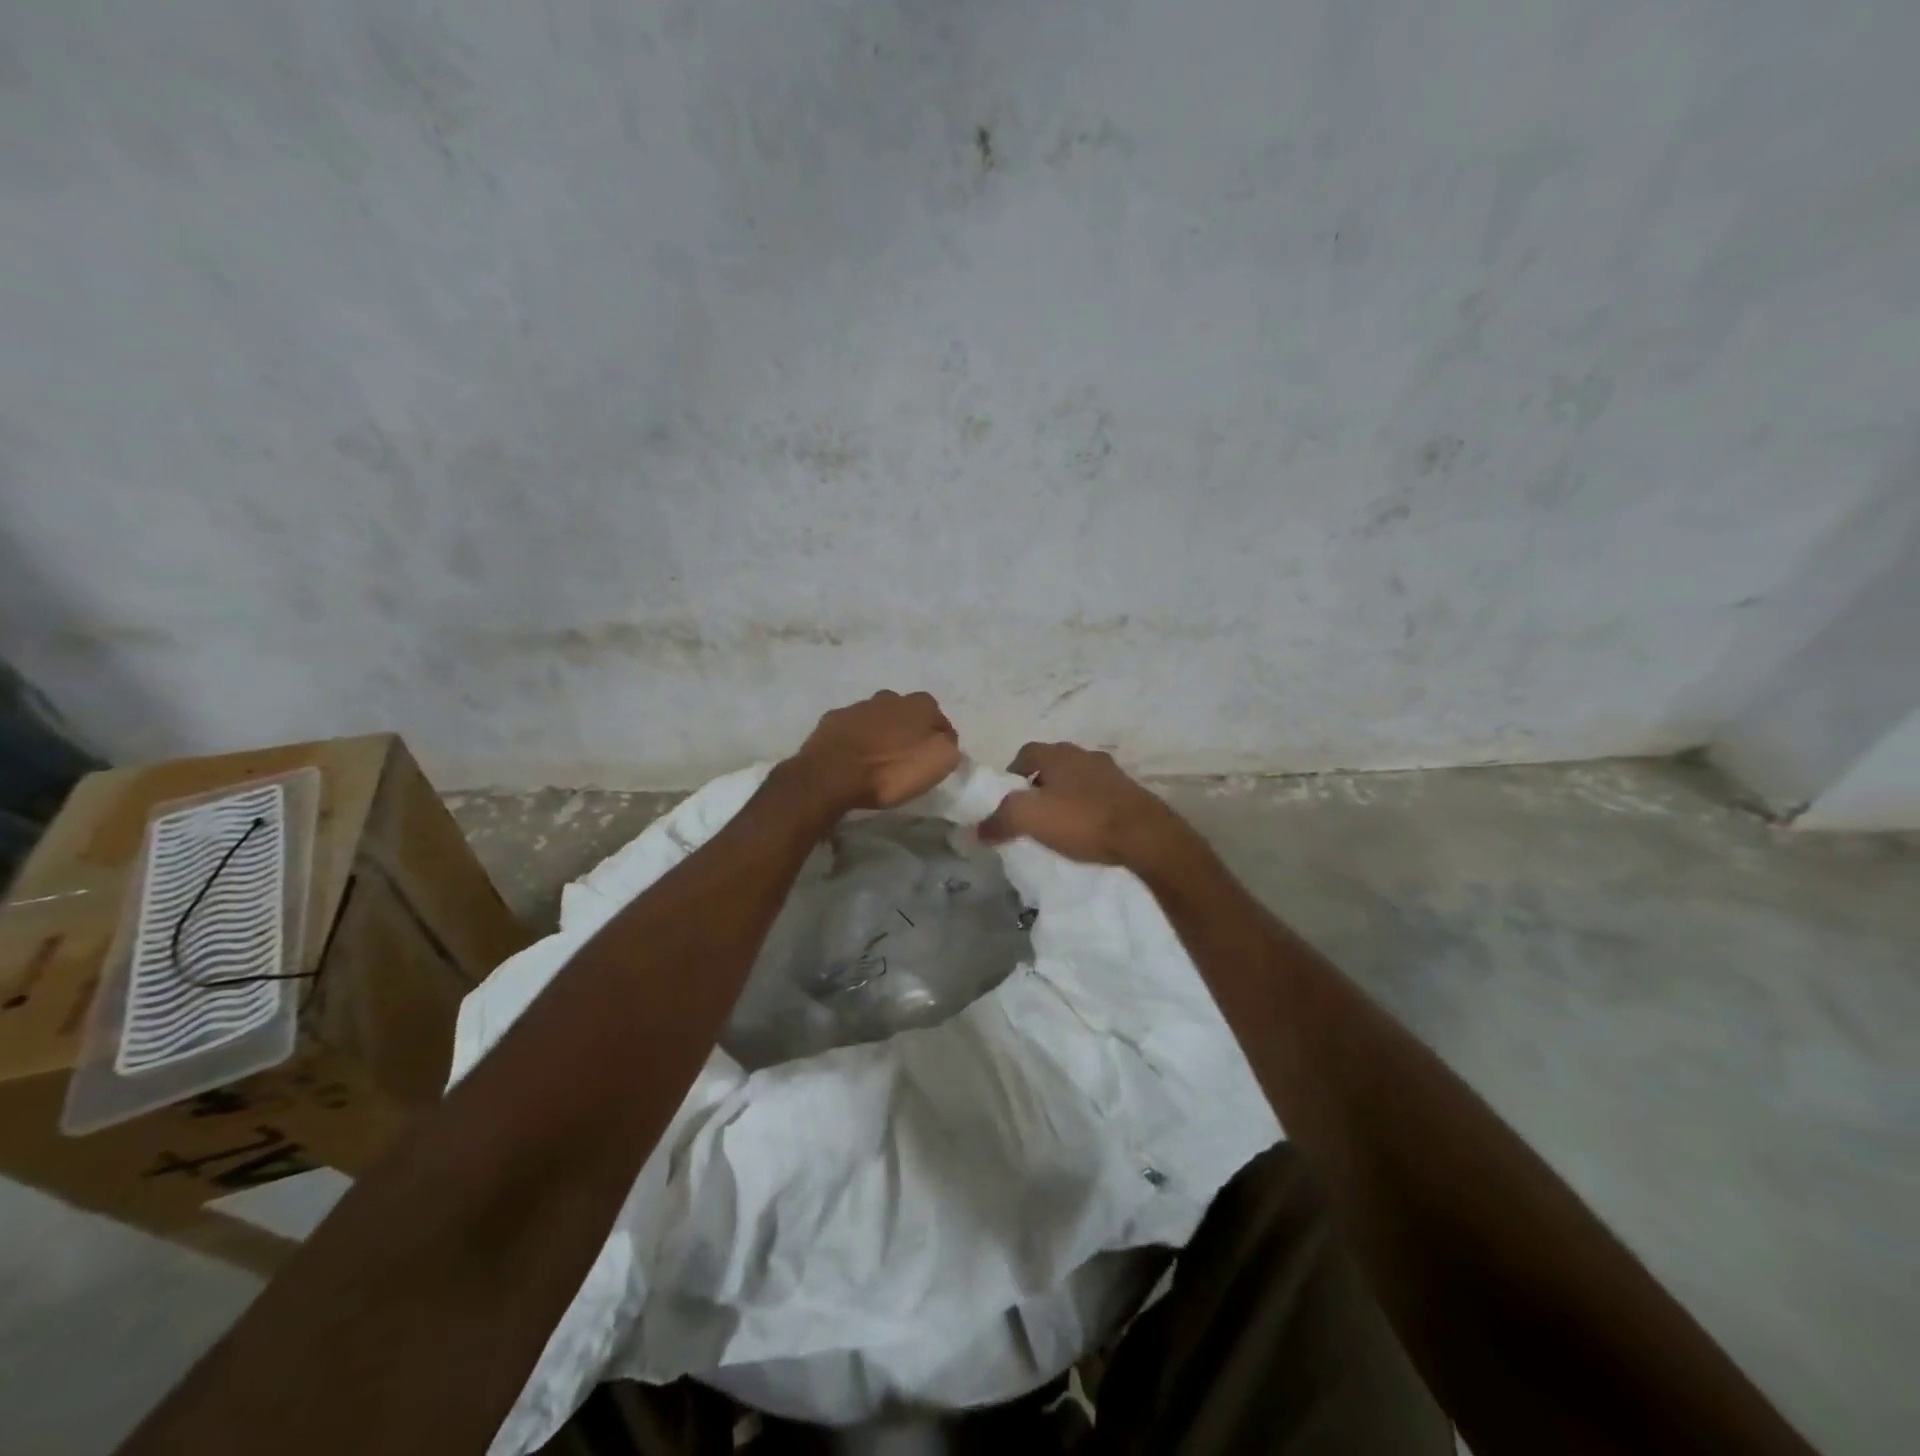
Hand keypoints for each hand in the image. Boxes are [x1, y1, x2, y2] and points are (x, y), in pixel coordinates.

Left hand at [791, 690, 960, 811]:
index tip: (933, 758)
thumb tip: (944, 738)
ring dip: (881, 733)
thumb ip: (948, 744)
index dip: (938, 738)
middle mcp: (890, 697)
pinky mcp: (833, 719)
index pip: (938, 718)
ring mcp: (858, 706)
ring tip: (877, 759)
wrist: (832, 775)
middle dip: (908, 731)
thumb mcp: (939, 762)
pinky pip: (852, 727)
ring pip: (878, 717)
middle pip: (906, 714)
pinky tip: (853, 757)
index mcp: (920, 705)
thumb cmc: (891, 770)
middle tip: (905, 757)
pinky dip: (856, 738)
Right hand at [977, 742, 1192, 868]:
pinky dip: (1088, 808)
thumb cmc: (1083, 820)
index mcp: (1058, 754)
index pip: (1025, 753)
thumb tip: (976, 829)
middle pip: (1053, 765)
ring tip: (1059, 824)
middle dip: (1039, 785)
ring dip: (1065, 796)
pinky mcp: (1131, 794)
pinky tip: (1087, 831)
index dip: (1012, 774)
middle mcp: (1085, 755)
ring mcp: (1112, 773)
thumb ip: (999, 820)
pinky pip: (1099, 796)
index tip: (1007, 799)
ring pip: (1077, 780)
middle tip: (1031, 813)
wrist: (1146, 836)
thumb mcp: (1030, 819)